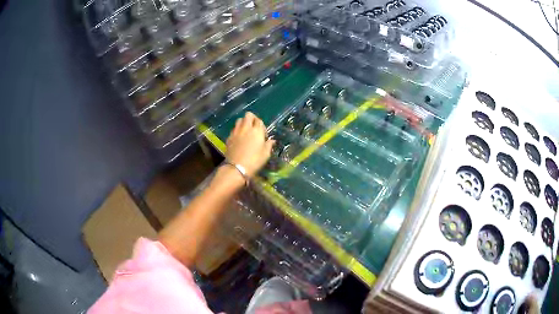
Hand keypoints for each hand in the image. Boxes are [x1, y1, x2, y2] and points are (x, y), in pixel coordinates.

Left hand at [225, 112, 274, 176]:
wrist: (237, 168)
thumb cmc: (254, 161)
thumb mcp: (266, 154)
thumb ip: (269, 145)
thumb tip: (272, 140)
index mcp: (256, 131)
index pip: (259, 120)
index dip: (262, 126)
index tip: (263, 135)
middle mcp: (246, 128)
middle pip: (248, 115)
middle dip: (252, 119)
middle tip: (254, 128)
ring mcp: (236, 132)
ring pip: (239, 120)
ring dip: (243, 123)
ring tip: (246, 132)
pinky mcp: (229, 137)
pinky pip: (234, 129)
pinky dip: (237, 131)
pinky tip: (239, 139)